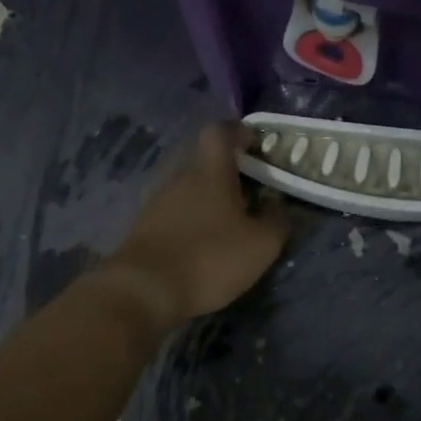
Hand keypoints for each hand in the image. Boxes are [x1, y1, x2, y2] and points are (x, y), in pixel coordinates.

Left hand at [99, 122, 289, 331]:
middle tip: (250, 190)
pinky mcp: (143, 224)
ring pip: (188, 185)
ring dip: (208, 196)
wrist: (143, 290)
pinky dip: (190, 217)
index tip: (255, 145)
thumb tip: (278, 203)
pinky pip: (174, 209)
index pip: (220, 130)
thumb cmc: (209, 258)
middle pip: (204, 158)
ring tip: (228, 221)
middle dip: (227, 169)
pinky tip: (202, 241)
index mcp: (210, 170)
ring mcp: (158, 199)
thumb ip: (276, 219)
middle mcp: (180, 175)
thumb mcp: (260, 245)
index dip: (238, 131)